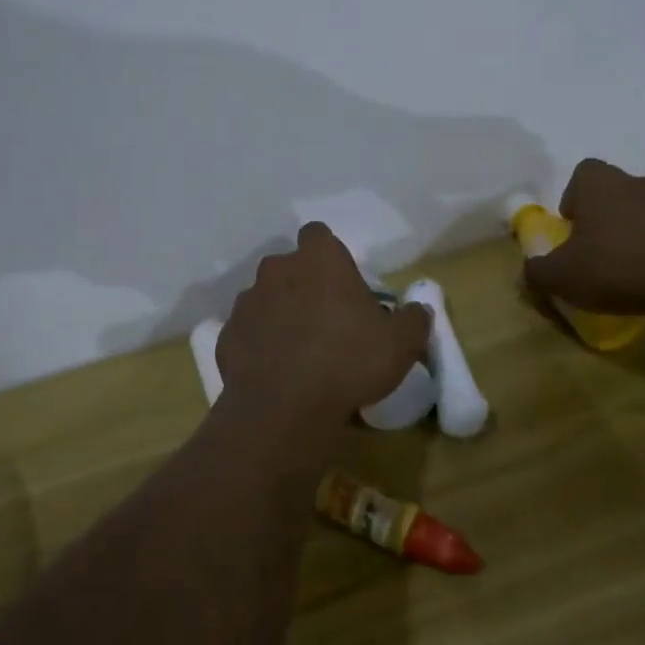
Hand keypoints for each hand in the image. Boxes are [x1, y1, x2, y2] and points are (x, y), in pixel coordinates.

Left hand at [215, 222, 431, 448]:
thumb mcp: (400, 344)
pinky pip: (248, 332)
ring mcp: (246, 301)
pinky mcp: (227, 334)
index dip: (329, 256)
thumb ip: (413, 320)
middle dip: (304, 285)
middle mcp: (277, 269)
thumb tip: (418, 310)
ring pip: (266, 297)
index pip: (319, 235)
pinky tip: (275, 372)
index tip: (342, 284)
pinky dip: (259, 344)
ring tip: (299, 351)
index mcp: (319, 259)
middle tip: (326, 321)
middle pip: (290, 267)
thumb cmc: (348, 362)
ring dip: (279, 314)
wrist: (283, 408)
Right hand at [523, 159, 644, 317]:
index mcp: (600, 183)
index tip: (571, 228)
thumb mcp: (559, 276)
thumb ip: (536, 272)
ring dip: (634, 234)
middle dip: (603, 217)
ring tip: (626, 270)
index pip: (583, 172)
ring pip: (644, 213)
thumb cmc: (615, 267)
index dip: (573, 197)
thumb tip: (529, 273)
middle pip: (614, 192)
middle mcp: (637, 183)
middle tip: (594, 251)